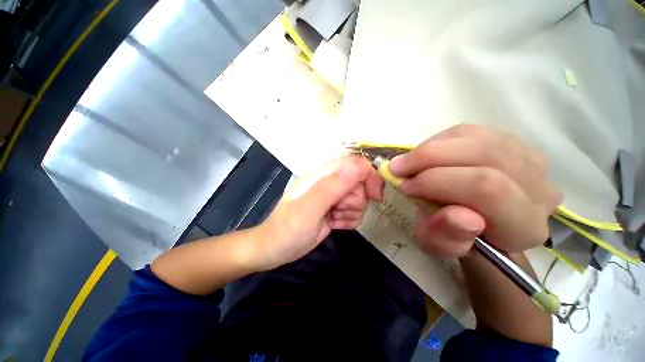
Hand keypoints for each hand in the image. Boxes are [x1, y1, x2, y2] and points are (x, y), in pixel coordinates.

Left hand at [256, 154, 382, 268]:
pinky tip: (334, 224)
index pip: (354, 162)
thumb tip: (358, 165)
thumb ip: (332, 186)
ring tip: (333, 219)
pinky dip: (349, 220)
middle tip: (338, 211)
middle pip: (360, 182)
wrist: (275, 250)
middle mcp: (328, 182)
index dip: (369, 174)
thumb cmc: (287, 230)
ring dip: (351, 212)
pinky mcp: (335, 209)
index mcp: (321, 175)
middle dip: (355, 200)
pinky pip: (355, 211)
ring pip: (359, 198)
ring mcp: (332, 196)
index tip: (375, 195)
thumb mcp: (308, 209)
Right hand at [389, 124, 560, 257]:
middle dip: (429, 159)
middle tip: (399, 169)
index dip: (438, 182)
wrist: (471, 222)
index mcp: (524, 226)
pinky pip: (471, 132)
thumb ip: (446, 239)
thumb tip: (460, 216)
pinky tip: (426, 155)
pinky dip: (439, 141)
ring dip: (431, 148)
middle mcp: (539, 189)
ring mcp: (529, 160)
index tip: (405, 187)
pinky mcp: (512, 142)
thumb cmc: (453, 237)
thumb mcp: (440, 246)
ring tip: (408, 162)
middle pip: (484, 156)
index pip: (487, 190)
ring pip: (476, 139)